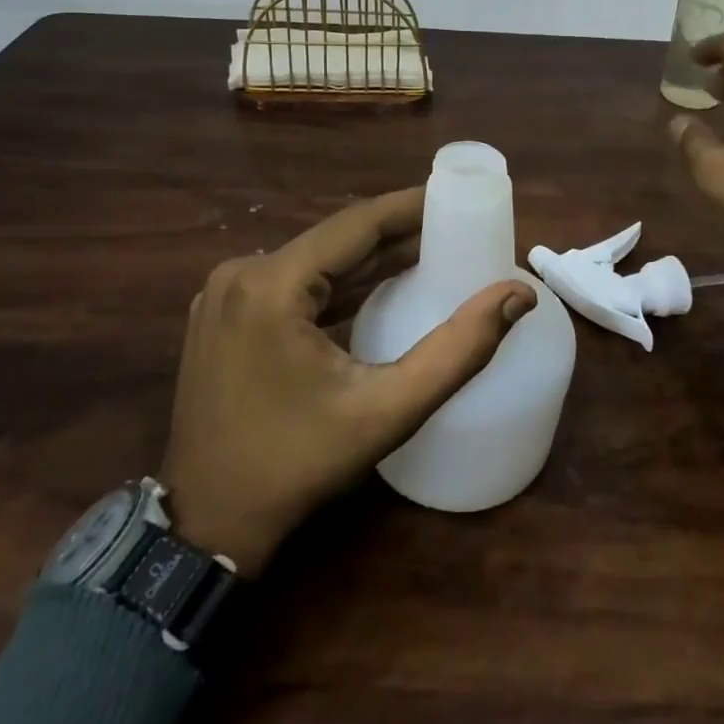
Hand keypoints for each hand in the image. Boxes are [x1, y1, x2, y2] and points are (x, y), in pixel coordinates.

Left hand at [159, 187, 534, 574]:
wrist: (206, 527)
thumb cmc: (298, 466)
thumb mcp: (388, 411)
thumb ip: (458, 350)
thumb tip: (518, 295)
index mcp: (271, 285)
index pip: (357, 223)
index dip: (412, 207)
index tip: (459, 196)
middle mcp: (241, 274)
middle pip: (336, 239)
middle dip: (398, 235)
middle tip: (455, 232)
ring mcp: (225, 295)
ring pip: (315, 260)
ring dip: (370, 259)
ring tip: (430, 254)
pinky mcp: (224, 315)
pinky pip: (293, 282)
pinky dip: (338, 283)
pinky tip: (379, 288)